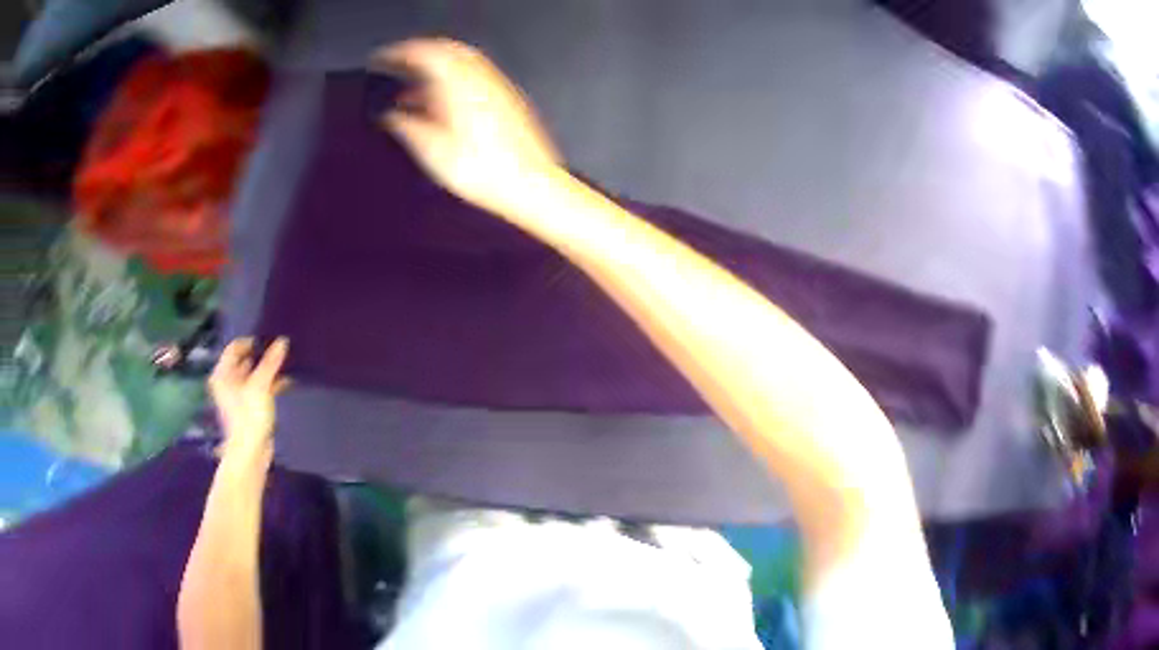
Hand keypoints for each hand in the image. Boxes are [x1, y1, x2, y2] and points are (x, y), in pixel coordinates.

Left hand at [208, 337, 289, 462]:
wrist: (249, 452)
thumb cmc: (249, 416)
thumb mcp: (261, 385)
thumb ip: (271, 363)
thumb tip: (282, 341)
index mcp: (223, 374)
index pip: (234, 347)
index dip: (250, 342)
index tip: (268, 340)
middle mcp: (227, 382)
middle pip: (243, 361)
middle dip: (260, 356)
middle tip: (278, 351)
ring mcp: (237, 396)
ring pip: (252, 376)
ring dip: (267, 371)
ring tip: (284, 365)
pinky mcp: (248, 408)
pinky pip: (258, 389)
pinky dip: (270, 384)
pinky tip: (285, 383)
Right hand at [372, 38, 562, 215]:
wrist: (531, 185)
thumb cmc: (487, 172)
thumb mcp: (433, 152)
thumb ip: (407, 127)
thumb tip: (391, 116)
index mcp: (459, 85)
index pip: (426, 52)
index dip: (401, 52)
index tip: (385, 57)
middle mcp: (481, 79)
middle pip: (447, 51)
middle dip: (420, 55)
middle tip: (400, 65)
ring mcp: (498, 87)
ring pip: (463, 62)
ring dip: (437, 68)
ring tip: (417, 88)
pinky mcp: (509, 100)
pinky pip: (477, 76)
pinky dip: (455, 80)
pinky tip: (445, 103)